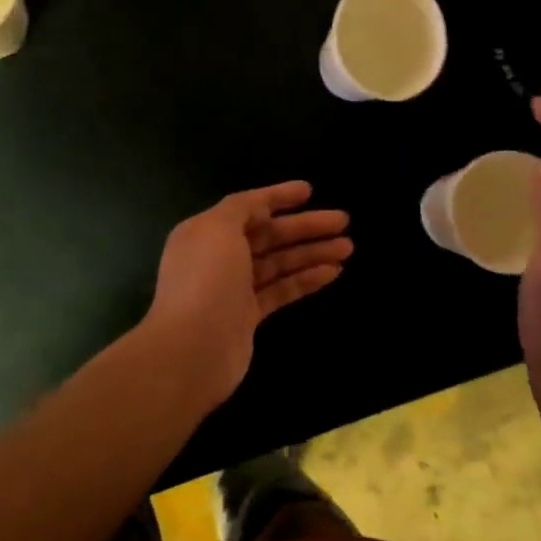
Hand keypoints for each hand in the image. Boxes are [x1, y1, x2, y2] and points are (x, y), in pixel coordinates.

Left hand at [144, 182, 352, 408]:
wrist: (192, 350)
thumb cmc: (206, 280)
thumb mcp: (218, 228)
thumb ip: (241, 209)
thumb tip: (260, 206)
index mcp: (205, 231)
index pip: (247, 206)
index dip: (278, 196)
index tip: (309, 190)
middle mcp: (218, 257)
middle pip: (268, 235)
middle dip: (305, 226)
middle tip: (343, 221)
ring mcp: (233, 289)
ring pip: (279, 263)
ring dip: (312, 253)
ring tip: (348, 248)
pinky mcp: (247, 317)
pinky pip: (281, 290)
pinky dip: (305, 279)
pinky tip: (332, 272)